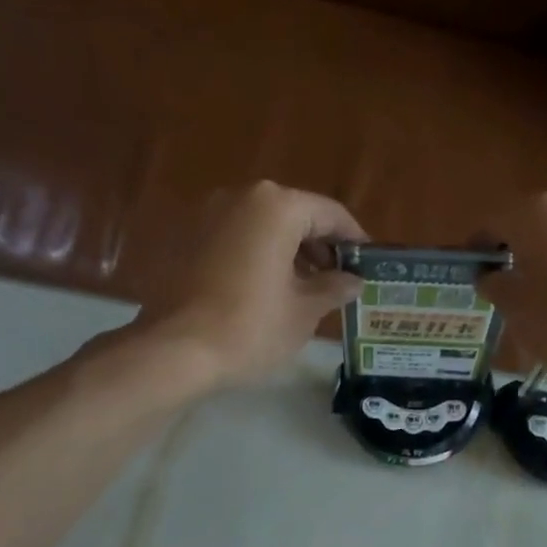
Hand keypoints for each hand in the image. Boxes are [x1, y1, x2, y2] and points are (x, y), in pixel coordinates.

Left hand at [136, 181, 364, 387]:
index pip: (330, 213)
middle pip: (294, 215)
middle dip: (319, 246)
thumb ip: (334, 288)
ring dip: (289, 252)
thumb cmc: (251, 328)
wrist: (178, 350)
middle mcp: (241, 197)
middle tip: (339, 281)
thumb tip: (353, 281)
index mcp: (277, 207)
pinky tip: (267, 290)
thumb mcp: (304, 311)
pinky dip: (258, 256)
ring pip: (263, 226)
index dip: (354, 239)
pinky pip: (236, 239)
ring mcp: (209, 214)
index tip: (368, 263)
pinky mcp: (187, 238)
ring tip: (306, 290)